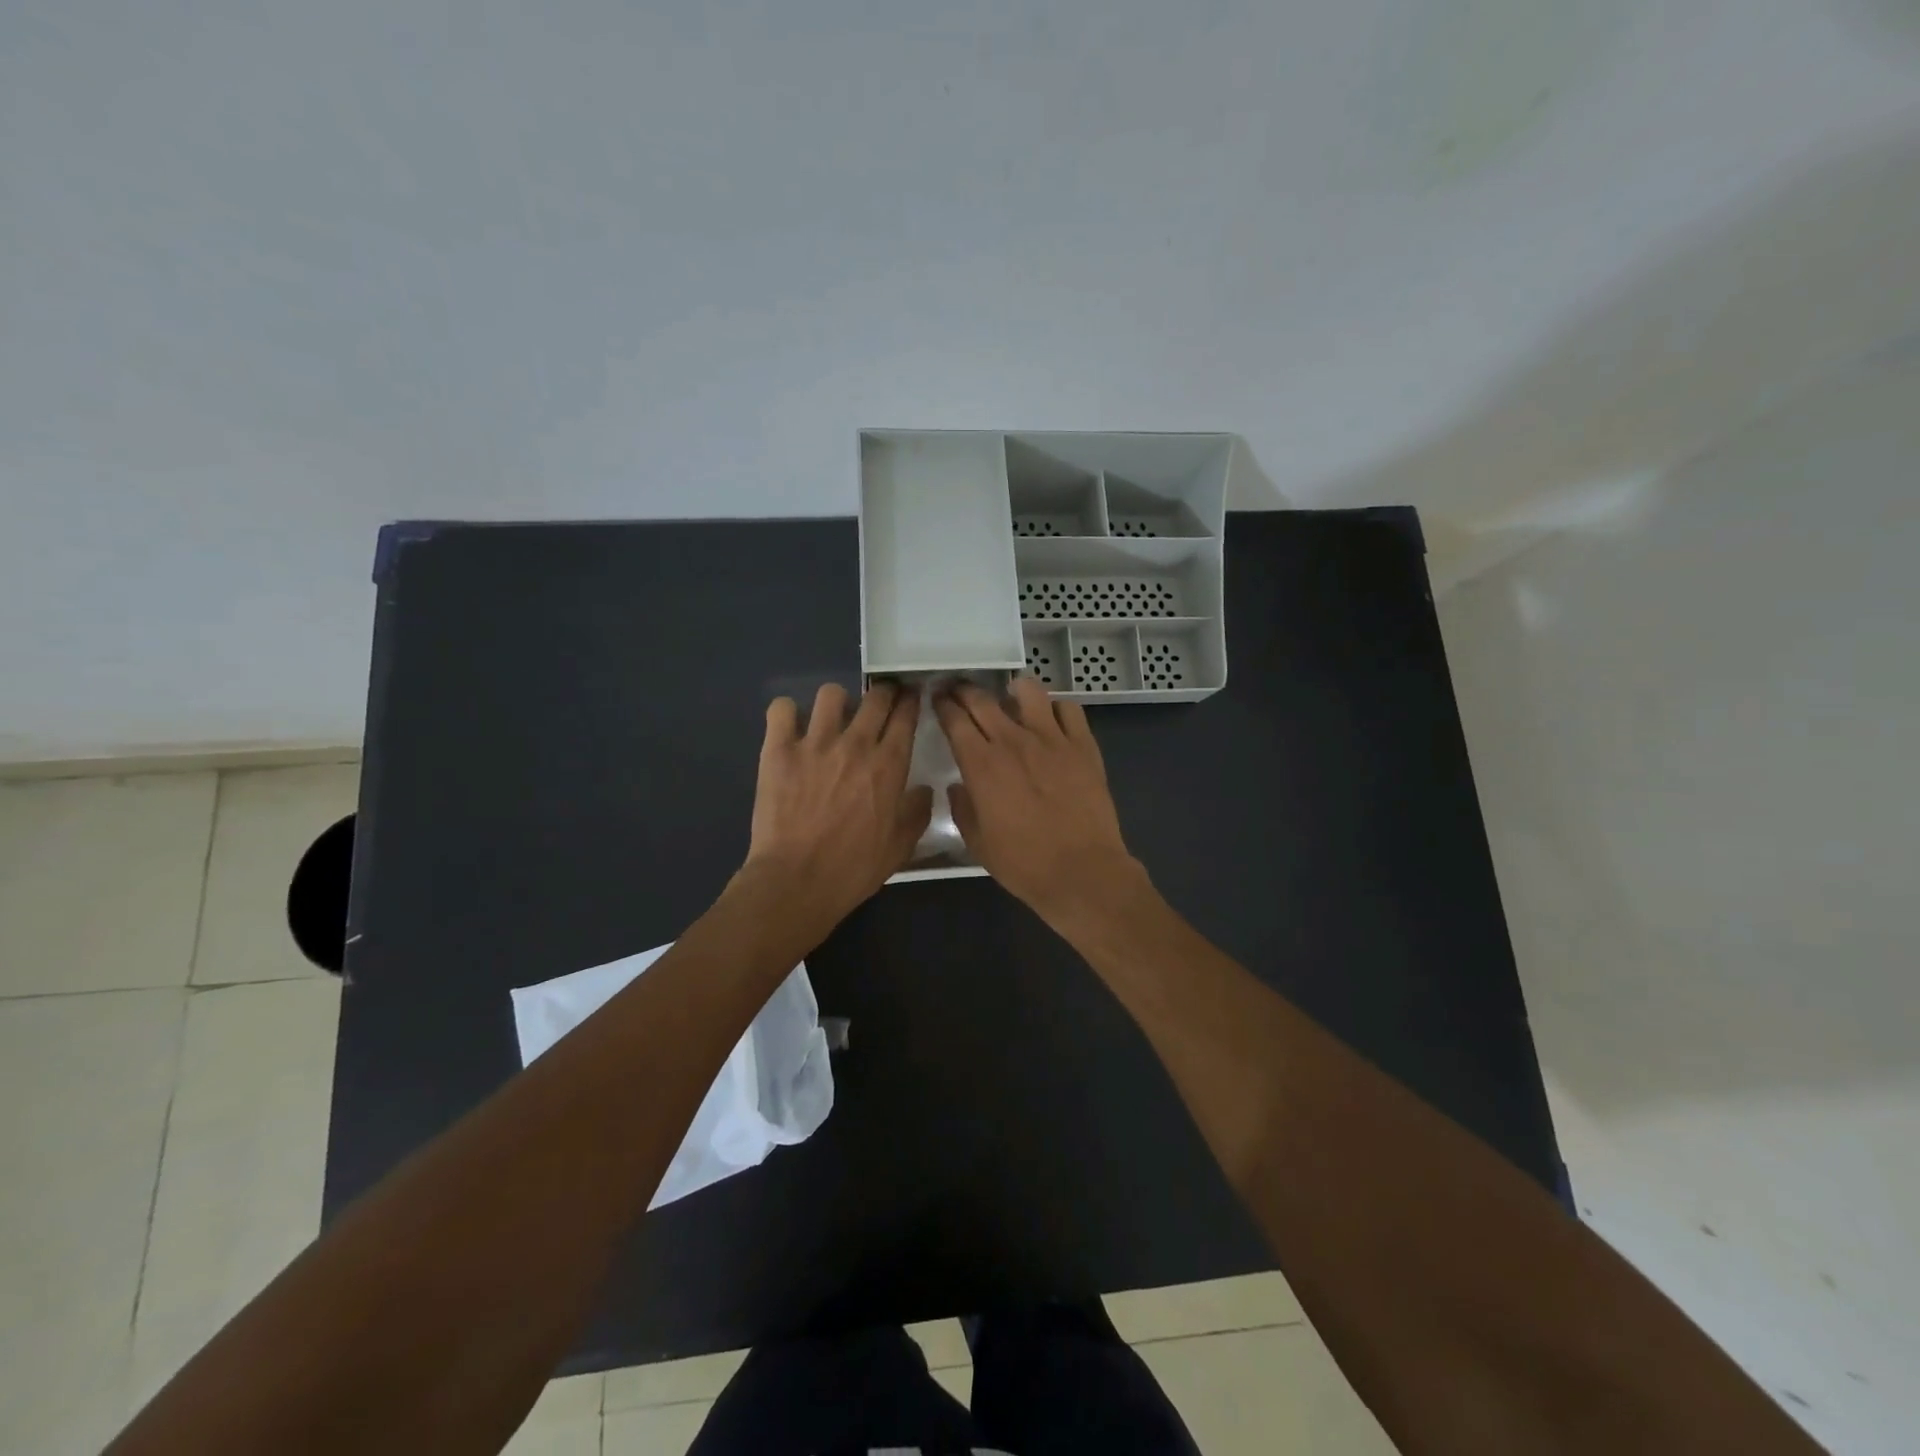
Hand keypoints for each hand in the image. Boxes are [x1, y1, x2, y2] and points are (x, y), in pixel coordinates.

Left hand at [742, 681, 932, 932]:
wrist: (797, 881)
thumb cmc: (854, 868)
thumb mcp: (901, 847)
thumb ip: (916, 812)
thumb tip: (923, 790)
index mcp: (889, 765)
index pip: (906, 715)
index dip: (911, 700)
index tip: (911, 698)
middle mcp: (856, 744)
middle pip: (876, 697)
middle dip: (883, 693)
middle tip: (880, 703)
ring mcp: (815, 743)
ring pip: (831, 693)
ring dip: (837, 702)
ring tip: (833, 718)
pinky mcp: (778, 750)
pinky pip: (782, 709)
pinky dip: (787, 713)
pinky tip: (791, 728)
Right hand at [933, 676, 1142, 920]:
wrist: (1082, 871)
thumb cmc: (1024, 863)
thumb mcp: (977, 843)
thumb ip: (962, 808)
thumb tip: (957, 786)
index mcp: (981, 764)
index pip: (954, 719)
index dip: (943, 705)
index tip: (938, 699)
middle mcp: (1013, 741)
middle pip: (983, 699)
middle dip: (965, 690)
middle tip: (960, 690)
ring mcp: (1052, 739)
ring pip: (1029, 691)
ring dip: (1013, 689)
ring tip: (1010, 695)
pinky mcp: (1083, 745)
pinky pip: (1069, 709)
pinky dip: (1056, 708)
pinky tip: (1052, 719)